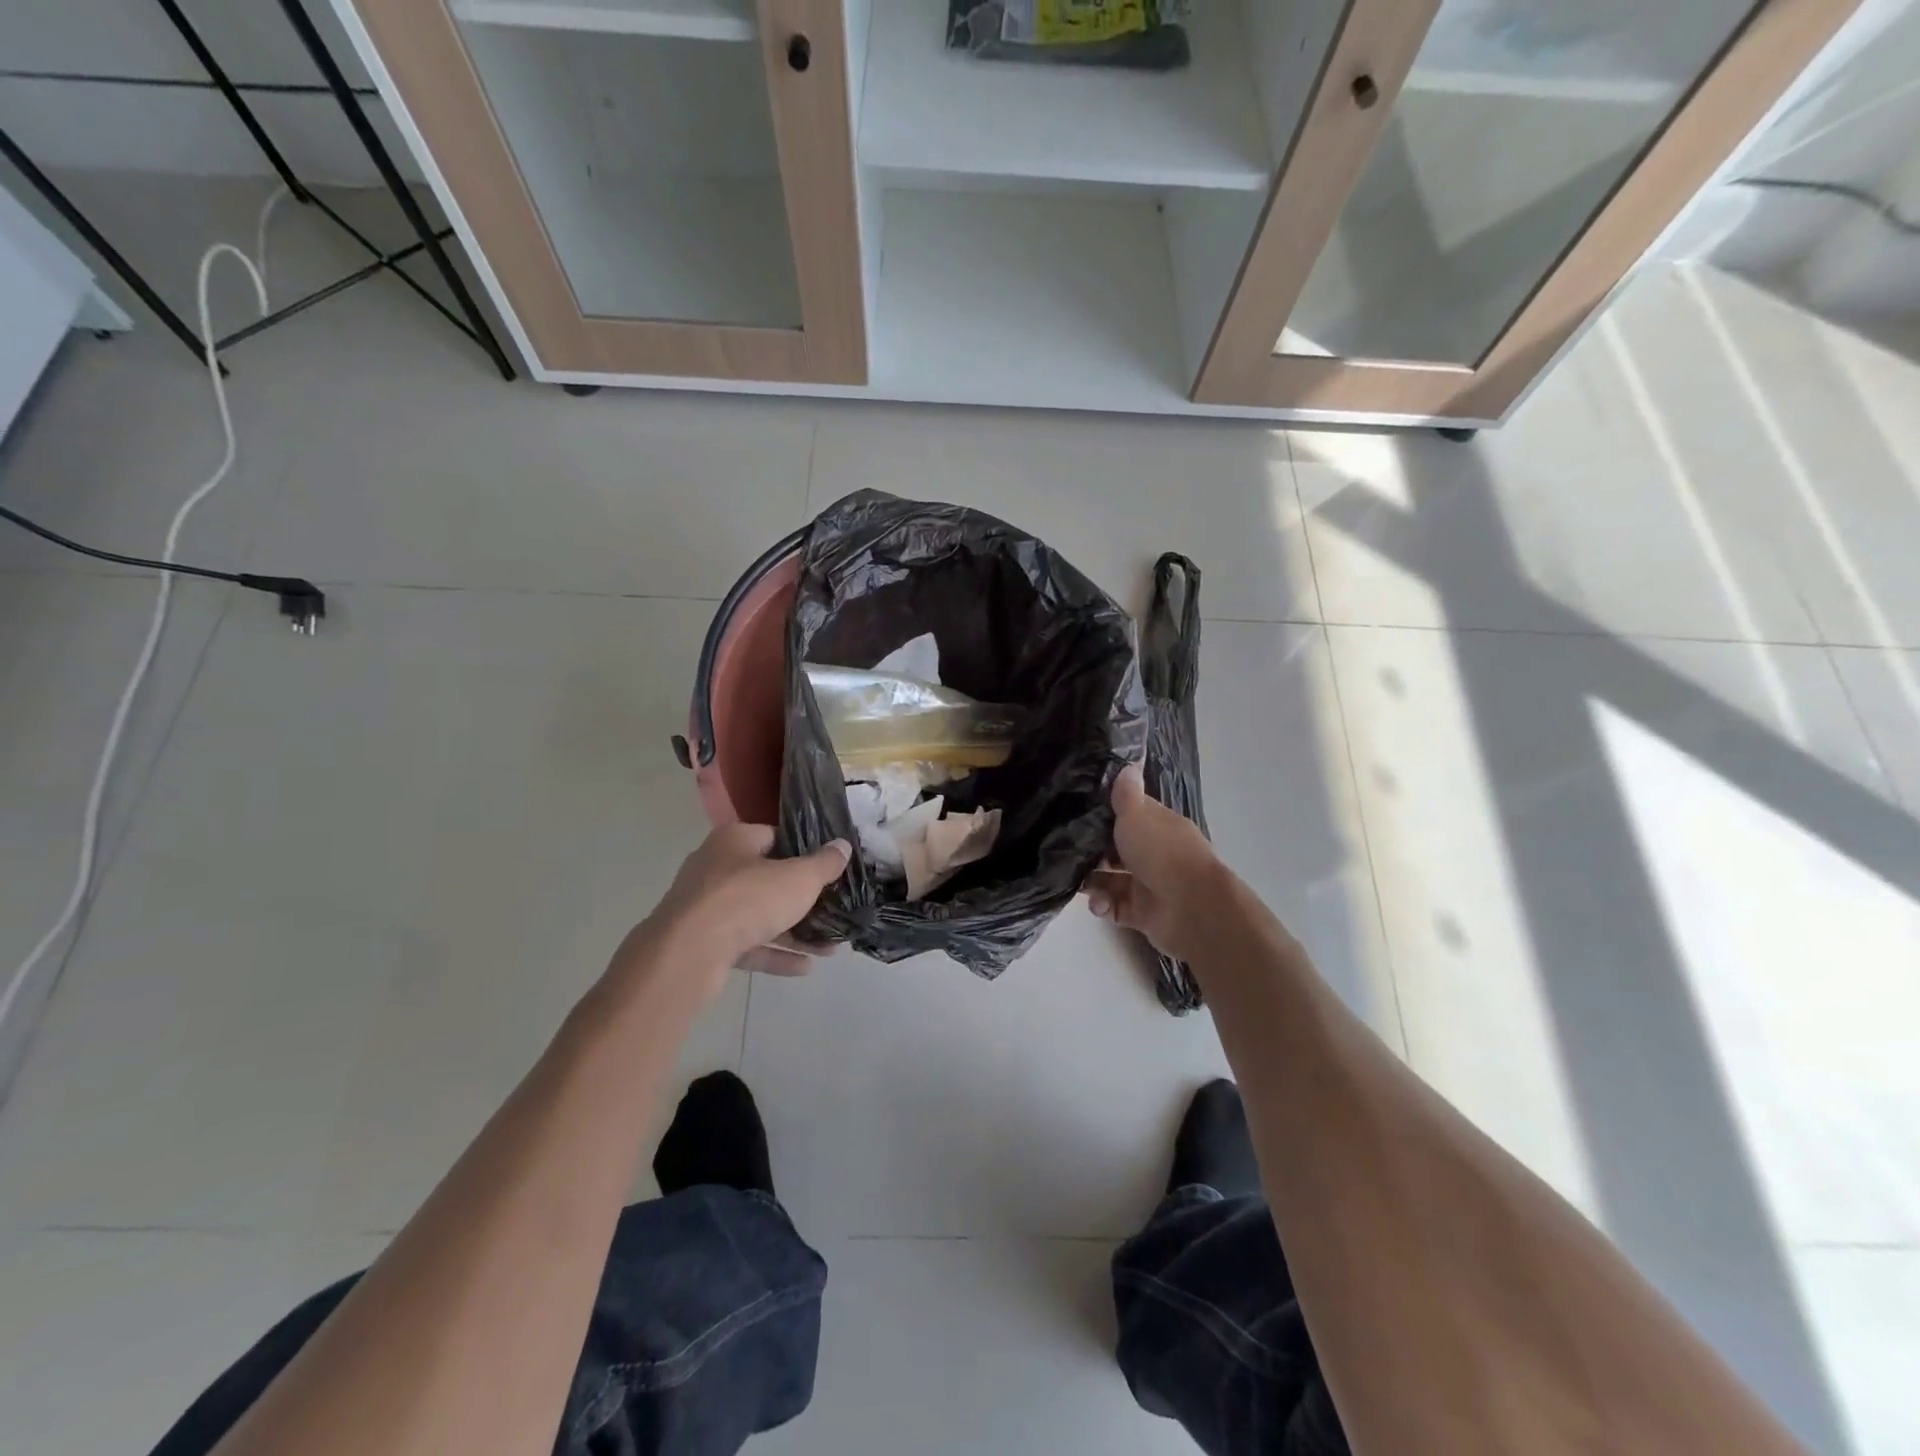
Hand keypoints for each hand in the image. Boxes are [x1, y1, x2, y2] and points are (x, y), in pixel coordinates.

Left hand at [636, 825, 850, 986]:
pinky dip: (774, 954)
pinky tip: (806, 967)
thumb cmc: (747, 900)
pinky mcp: (703, 944)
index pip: (776, 837)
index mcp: (735, 841)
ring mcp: (706, 908)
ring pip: (758, 916)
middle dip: (803, 898)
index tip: (830, 868)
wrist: (687, 954)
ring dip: (794, 931)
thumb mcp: (799, 878)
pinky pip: (747, 945)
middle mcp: (716, 868)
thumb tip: (842, 845)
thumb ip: (824, 863)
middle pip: (768, 879)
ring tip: (830, 946)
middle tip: (834, 909)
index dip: (805, 851)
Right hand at [1085, 764, 1231, 963]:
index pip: (1130, 814)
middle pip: (1117, 848)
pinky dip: (1104, 905)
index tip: (1076, 813)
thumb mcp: (1137, 815)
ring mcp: (1149, 884)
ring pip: (1112, 879)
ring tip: (1078, 884)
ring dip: (1093, 881)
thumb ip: (1126, 794)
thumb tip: (1127, 764)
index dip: (1105, 813)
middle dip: (1092, 851)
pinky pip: (1115, 906)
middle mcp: (1154, 853)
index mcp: (1158, 826)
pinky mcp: (1143, 913)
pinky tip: (1098, 904)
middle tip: (1067, 851)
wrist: (1192, 907)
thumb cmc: (1161, 853)